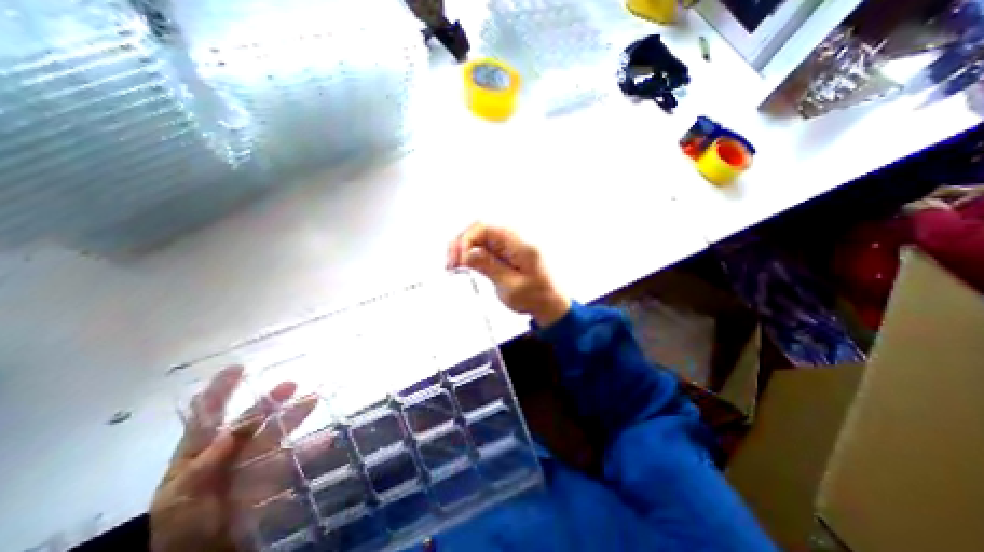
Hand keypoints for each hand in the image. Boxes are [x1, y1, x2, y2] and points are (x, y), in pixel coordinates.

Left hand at [151, 367, 317, 551]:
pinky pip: (294, 457)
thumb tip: (227, 435)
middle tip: (292, 384)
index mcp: (199, 455)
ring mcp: (253, 463)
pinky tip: (326, 441)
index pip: (208, 416)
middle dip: (270, 400)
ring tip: (315, 400)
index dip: (220, 391)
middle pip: (251, 420)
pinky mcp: (272, 476)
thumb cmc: (182, 531)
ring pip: (277, 433)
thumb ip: (201, 468)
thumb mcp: (180, 501)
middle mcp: (229, 453)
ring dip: (295, 416)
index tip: (238, 367)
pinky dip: (310, 448)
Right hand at [446, 222, 568, 326]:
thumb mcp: (511, 287)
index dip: (467, 240)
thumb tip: (467, 253)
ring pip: (479, 234)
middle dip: (461, 243)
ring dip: (463, 247)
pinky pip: (484, 243)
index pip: (486, 227)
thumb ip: (490, 267)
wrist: (551, 302)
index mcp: (521, 244)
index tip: (459, 261)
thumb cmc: (536, 297)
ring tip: (454, 266)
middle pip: (480, 227)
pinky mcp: (506, 248)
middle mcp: (515, 237)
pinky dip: (470, 252)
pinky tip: (463, 264)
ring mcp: (510, 242)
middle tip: (451, 265)